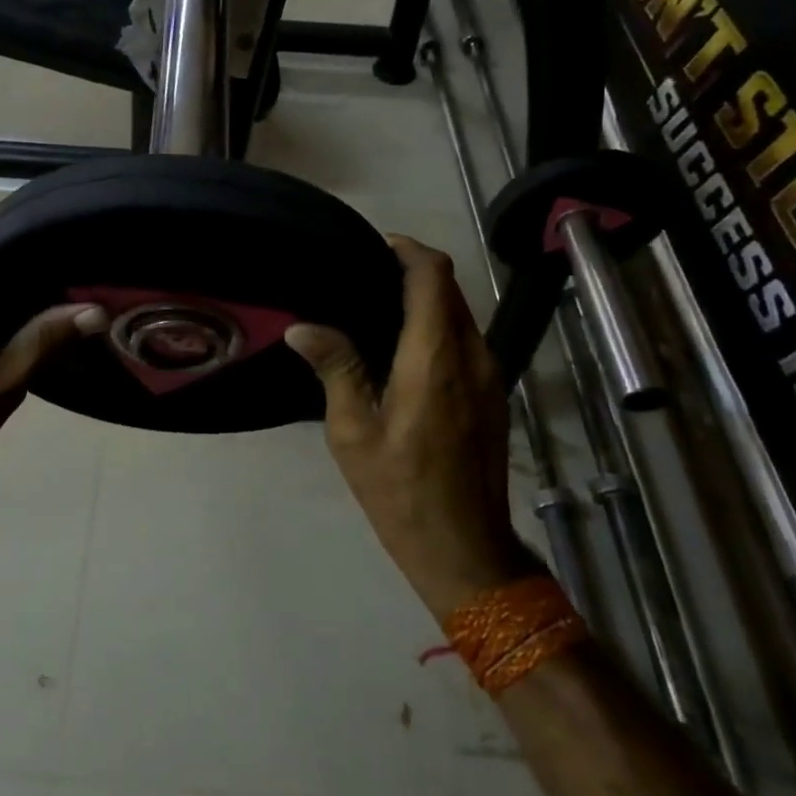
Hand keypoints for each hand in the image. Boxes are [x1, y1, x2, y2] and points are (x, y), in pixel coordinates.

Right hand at [286, 235, 533, 622]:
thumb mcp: (354, 432)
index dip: (406, 250)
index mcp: (435, 357)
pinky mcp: (493, 394)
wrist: (465, 550)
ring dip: (426, 299)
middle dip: (411, 271)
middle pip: (449, 289)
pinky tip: (401, 347)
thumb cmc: (401, 491)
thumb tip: (302, 326)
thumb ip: (336, 368)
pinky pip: (466, 339)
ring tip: (375, 307)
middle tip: (362, 276)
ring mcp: (490, 376)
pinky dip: (438, 325)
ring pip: (460, 313)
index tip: (372, 245)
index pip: (432, 276)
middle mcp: (471, 355)